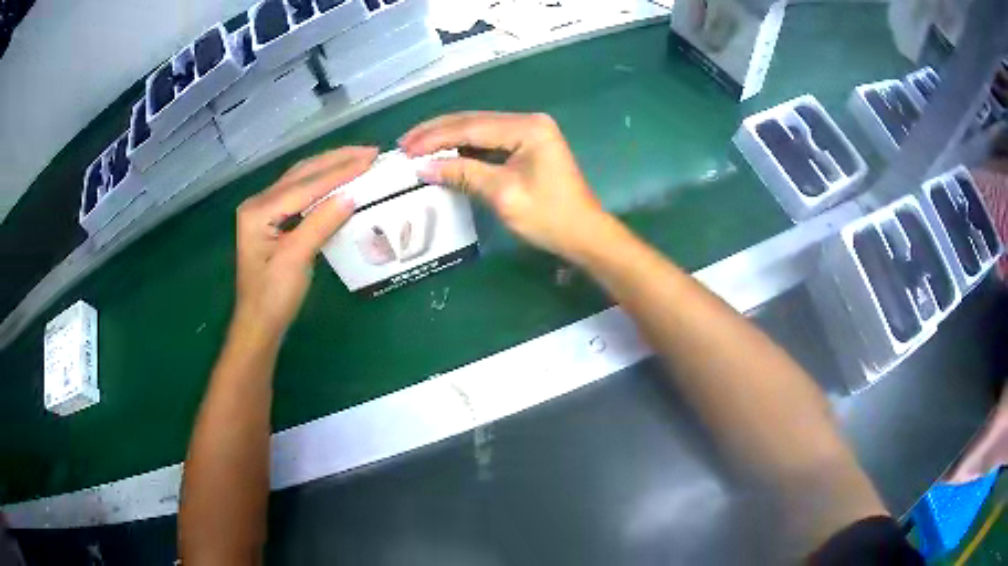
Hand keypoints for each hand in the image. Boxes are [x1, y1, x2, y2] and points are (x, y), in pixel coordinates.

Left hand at [233, 146, 377, 338]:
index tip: (370, 158)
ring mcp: (263, 210)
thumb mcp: (296, 260)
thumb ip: (321, 223)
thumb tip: (352, 194)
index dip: (339, 171)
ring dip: (330, 167)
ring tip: (359, 158)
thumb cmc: (273, 297)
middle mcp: (259, 203)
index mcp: (259, 210)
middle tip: (370, 152)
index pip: (305, 185)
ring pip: (301, 179)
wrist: (258, 325)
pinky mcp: (272, 220)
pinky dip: (322, 183)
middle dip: (336, 160)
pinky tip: (338, 179)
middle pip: (302, 173)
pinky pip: (299, 193)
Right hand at [399, 112, 611, 261]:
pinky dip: (464, 148)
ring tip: (416, 148)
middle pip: (473, 121)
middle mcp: (528, 122)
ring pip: (478, 130)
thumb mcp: (503, 195)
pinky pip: (489, 142)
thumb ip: (464, 174)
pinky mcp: (528, 146)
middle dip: (436, 132)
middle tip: (404, 144)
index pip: (471, 127)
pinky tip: (443, 153)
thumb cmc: (549, 217)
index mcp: (527, 128)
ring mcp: (529, 132)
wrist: (584, 235)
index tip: (405, 149)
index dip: (435, 137)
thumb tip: (424, 168)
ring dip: (447, 138)